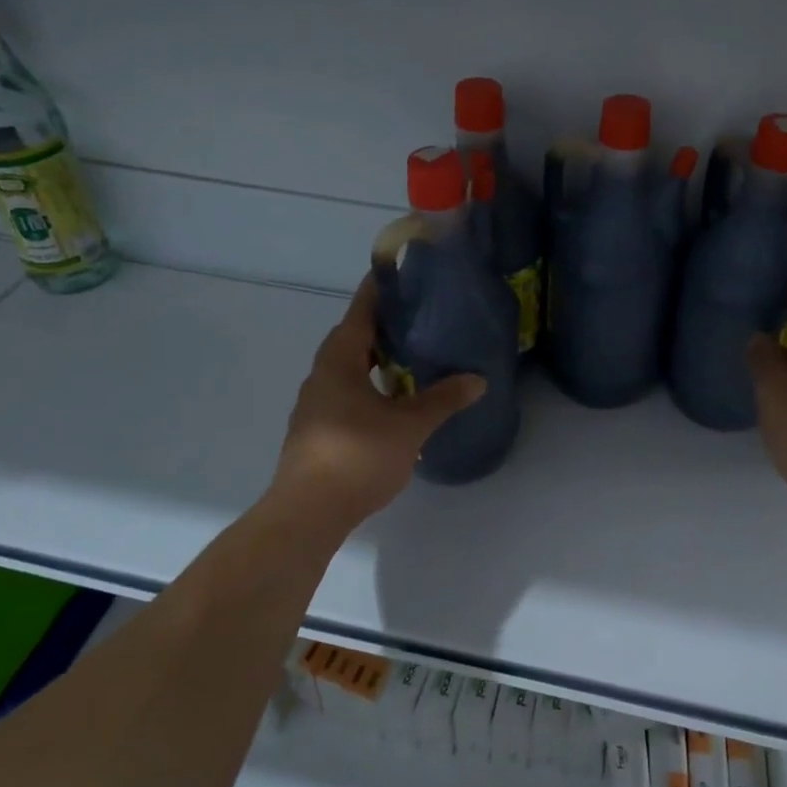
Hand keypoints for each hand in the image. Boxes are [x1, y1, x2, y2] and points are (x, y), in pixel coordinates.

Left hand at [270, 276, 484, 523]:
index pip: (360, 313)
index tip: (399, 273)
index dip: (378, 291)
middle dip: (382, 327)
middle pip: (352, 339)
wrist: (308, 513)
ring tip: (410, 357)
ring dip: (374, 359)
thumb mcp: (409, 426)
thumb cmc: (358, 456)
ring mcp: (315, 404)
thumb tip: (478, 379)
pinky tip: (392, 401)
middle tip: (417, 317)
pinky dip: (369, 386)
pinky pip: (345, 393)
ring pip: (348, 369)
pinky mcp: (316, 430)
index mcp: (339, 362)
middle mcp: (322, 375)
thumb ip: (443, 400)